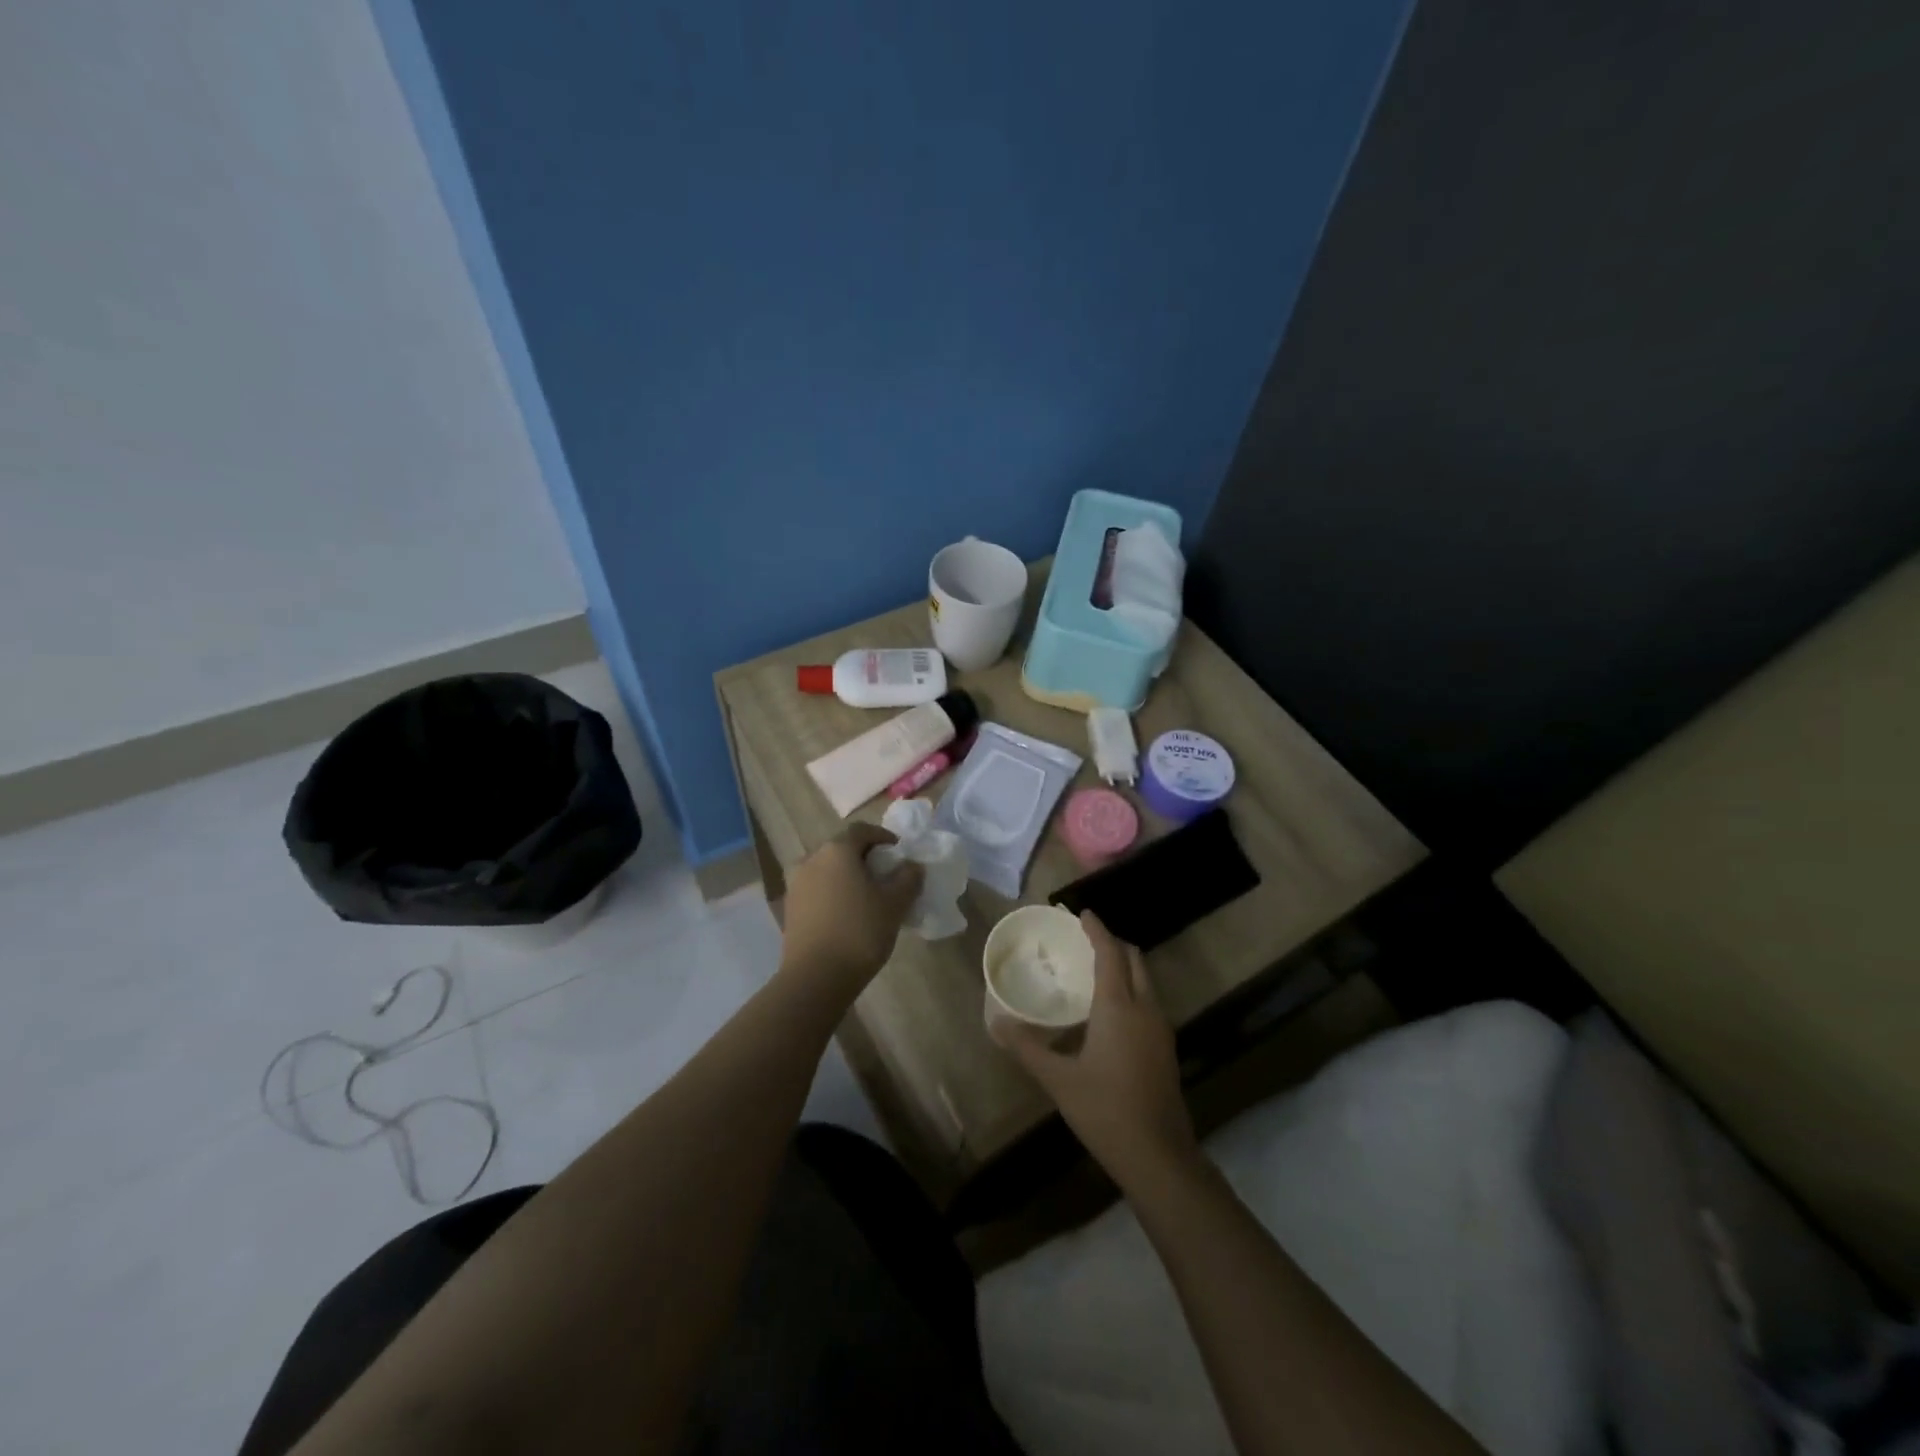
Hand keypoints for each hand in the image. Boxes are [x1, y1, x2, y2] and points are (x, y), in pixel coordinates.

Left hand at [779, 824, 923, 1000]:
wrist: (816, 977)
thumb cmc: (860, 931)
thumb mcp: (894, 904)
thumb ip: (908, 879)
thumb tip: (913, 866)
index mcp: (837, 850)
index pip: (862, 830)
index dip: (883, 837)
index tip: (899, 853)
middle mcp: (811, 859)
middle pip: (842, 848)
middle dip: (865, 858)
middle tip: (886, 876)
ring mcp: (796, 884)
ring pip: (827, 870)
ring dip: (847, 876)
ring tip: (867, 897)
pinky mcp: (790, 908)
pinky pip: (817, 889)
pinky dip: (833, 893)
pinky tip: (847, 914)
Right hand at [996, 912, 1198, 1187]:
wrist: (1159, 1155)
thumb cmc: (1105, 1110)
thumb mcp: (1058, 1079)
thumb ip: (1027, 1047)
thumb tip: (996, 1022)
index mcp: (1119, 1006)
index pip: (1110, 953)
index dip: (1097, 930)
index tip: (1082, 914)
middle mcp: (1145, 1008)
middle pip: (1134, 959)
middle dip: (1113, 944)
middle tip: (1085, 940)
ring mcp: (1161, 1028)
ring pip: (1146, 980)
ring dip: (1124, 966)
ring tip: (1094, 970)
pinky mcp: (1166, 1047)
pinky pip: (1149, 1000)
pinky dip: (1131, 988)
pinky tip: (1111, 1010)